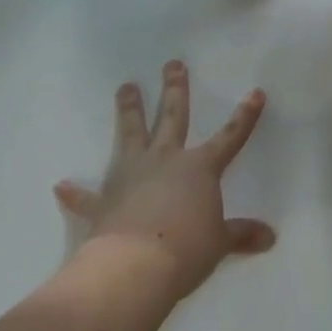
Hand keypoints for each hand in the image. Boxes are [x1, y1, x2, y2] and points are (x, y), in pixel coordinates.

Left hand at [53, 61, 275, 302]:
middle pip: (173, 117)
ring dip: (129, 110)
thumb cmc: (186, 249)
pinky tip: (61, 186)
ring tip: (126, 87)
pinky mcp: (104, 200)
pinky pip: (87, 195)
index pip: (230, 137)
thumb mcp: (219, 243)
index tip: (256, 92)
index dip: (245, 116)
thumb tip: (270, 237)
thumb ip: (241, 235)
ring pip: (131, 134)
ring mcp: (131, 175)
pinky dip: (75, 193)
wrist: (135, 267)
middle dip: (175, 89)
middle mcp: (165, 160)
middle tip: (172, 64)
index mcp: (199, 168)